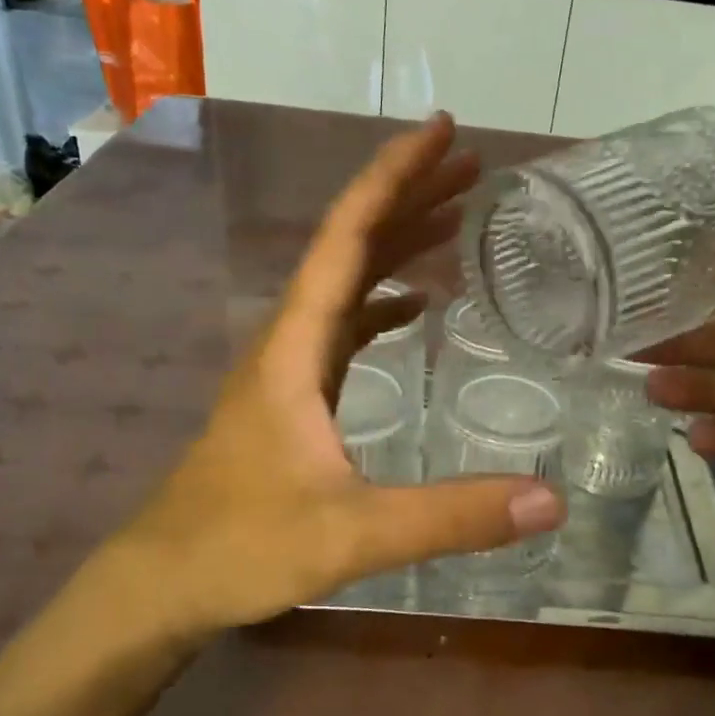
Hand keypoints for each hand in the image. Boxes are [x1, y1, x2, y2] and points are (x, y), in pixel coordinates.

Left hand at [87, 114, 564, 641]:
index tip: (444, 132)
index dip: (394, 176)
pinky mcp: (295, 394)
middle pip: (351, 244)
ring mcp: (289, 365)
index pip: (347, 237)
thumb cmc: (242, 548)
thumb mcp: (353, 534)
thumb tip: (551, 501)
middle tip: (473, 166)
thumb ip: (450, 516)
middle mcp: (289, 338)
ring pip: (347, 280)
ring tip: (458, 215)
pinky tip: (418, 304)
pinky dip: (384, 299)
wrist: (163, 583)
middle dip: (410, 195)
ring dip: (399, 241)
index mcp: (295, 346)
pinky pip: (345, 323)